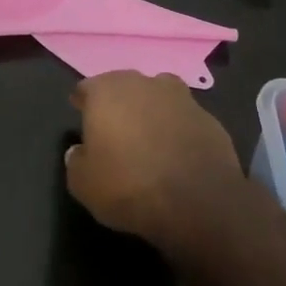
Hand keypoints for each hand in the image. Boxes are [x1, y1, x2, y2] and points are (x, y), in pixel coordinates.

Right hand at [65, 71, 242, 249]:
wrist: (198, 201)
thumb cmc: (129, 186)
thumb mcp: (83, 184)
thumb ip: (76, 161)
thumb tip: (79, 151)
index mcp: (106, 92)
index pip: (87, 88)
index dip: (82, 102)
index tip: (80, 114)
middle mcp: (143, 84)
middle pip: (124, 86)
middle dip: (118, 103)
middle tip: (114, 128)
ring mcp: (181, 97)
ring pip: (157, 96)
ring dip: (151, 110)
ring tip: (148, 137)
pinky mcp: (209, 117)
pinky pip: (184, 118)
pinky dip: (177, 129)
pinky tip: (176, 152)